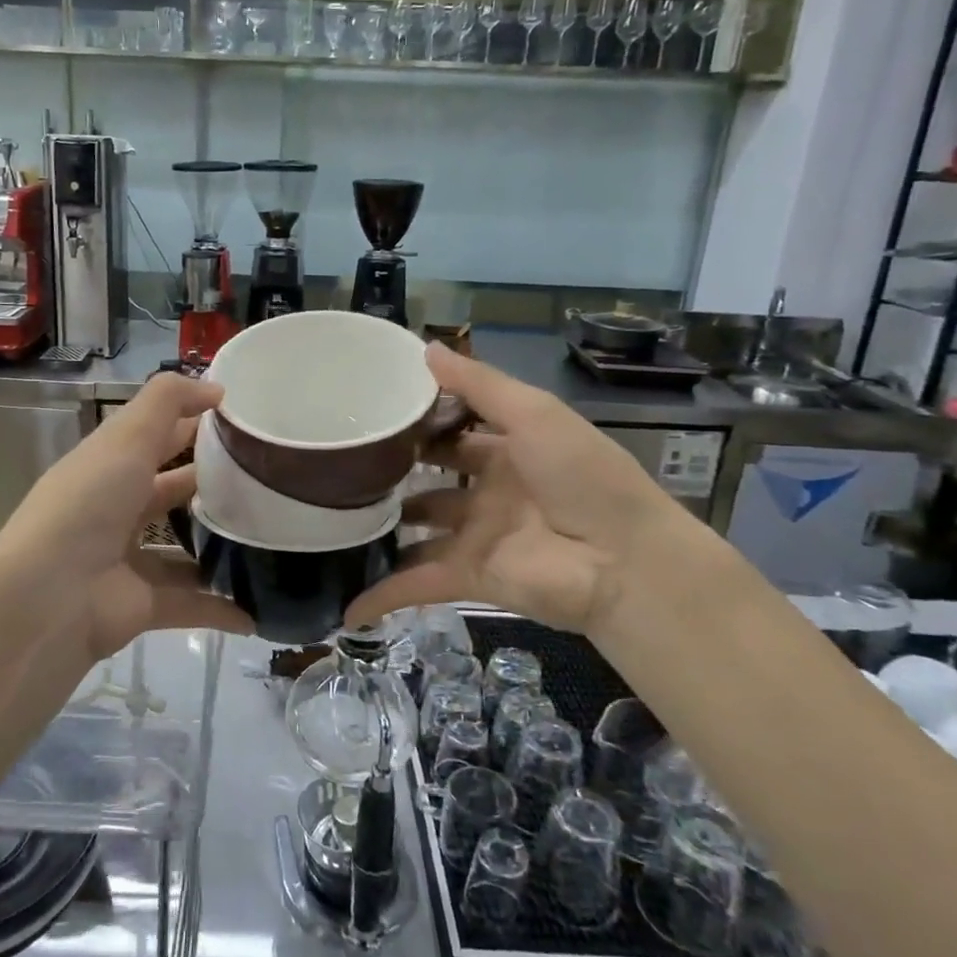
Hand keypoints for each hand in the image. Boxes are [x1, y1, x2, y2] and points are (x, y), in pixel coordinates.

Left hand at [0, 372, 251, 660]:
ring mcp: (130, 561)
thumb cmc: (88, 504)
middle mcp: (118, 511)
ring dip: (222, 547)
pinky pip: (193, 604)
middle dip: (214, 485)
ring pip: (186, 550)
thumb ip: (169, 402)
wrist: (47, 598)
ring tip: (275, 538)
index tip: (248, 422)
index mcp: (109, 467)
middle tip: (271, 480)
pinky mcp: (143, 606)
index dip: (196, 424)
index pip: (158, 438)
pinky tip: (261, 607)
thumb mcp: (126, 437)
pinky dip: (224, 609)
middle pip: (173, 491)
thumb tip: (216, 388)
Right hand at [345, 344, 696, 639]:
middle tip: (343, 462)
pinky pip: (416, 585)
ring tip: (332, 517)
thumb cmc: (581, 476)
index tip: (373, 411)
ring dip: (383, 530)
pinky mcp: (468, 577)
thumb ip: (479, 384)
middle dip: (395, 473)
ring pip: (418, 531)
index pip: (455, 431)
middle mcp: (491, 492)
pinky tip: (346, 609)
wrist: (624, 562)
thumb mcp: (533, 414)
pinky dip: (382, 597)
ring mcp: (478, 537)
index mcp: (510, 450)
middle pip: (432, 480)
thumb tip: (425, 347)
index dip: (421, 422)